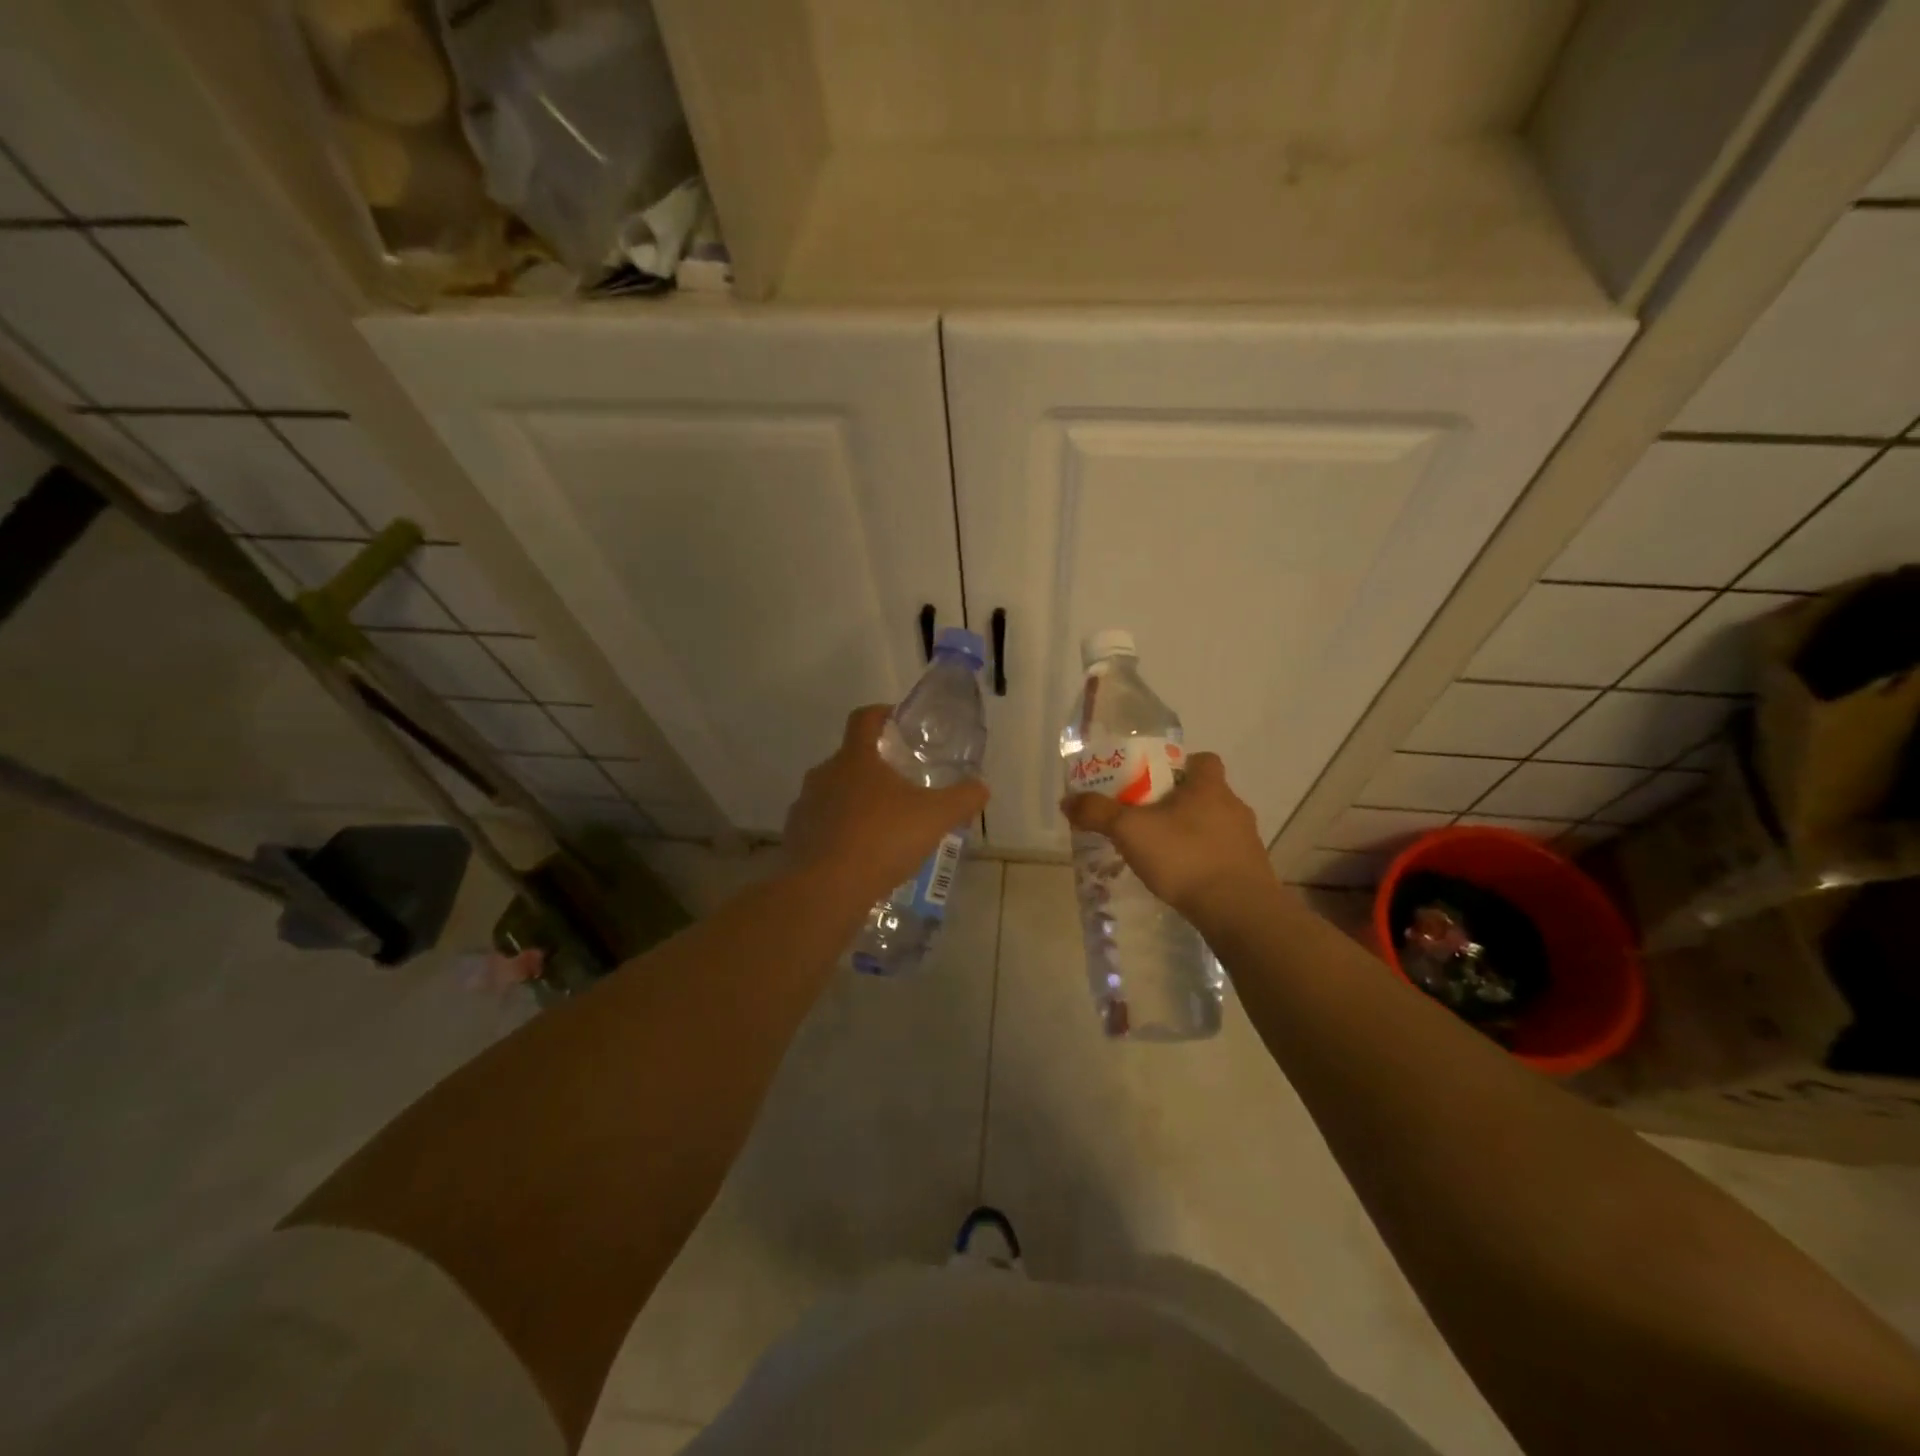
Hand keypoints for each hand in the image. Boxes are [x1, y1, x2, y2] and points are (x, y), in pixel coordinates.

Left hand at [785, 705, 988, 904]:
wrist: (826, 890)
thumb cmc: (882, 839)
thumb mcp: (936, 817)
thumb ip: (962, 799)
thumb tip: (981, 788)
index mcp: (856, 758)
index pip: (864, 718)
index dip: (882, 713)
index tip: (898, 721)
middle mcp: (824, 774)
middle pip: (850, 759)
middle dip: (875, 768)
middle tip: (902, 786)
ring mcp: (805, 806)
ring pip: (834, 793)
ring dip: (856, 802)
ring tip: (883, 826)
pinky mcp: (795, 837)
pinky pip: (821, 826)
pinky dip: (840, 832)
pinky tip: (860, 855)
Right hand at [1061, 752, 1274, 920]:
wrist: (1238, 911)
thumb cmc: (1185, 857)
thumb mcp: (1130, 831)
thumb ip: (1098, 813)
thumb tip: (1067, 800)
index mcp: (1209, 786)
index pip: (1202, 760)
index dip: (1179, 765)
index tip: (1153, 781)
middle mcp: (1233, 806)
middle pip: (1204, 794)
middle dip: (1177, 803)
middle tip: (1146, 818)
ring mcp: (1246, 841)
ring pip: (1214, 826)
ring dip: (1190, 834)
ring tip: (1160, 853)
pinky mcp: (1250, 871)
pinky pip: (1221, 856)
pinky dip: (1202, 862)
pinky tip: (1181, 879)